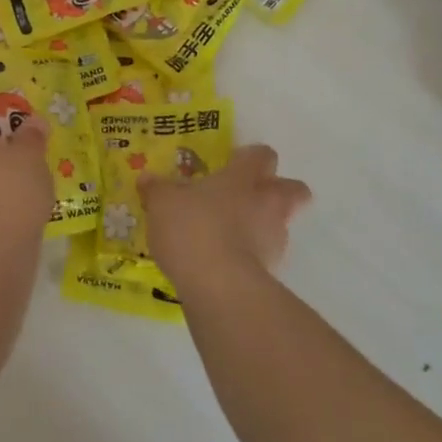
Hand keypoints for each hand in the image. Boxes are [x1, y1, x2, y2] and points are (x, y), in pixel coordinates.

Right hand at [142, 144, 310, 280]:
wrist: (219, 286)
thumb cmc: (192, 229)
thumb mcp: (162, 204)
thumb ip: (157, 189)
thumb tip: (148, 178)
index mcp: (243, 178)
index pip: (261, 155)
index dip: (251, 157)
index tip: (233, 163)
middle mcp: (267, 203)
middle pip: (294, 189)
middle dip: (279, 190)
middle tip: (249, 198)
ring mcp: (275, 239)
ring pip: (281, 225)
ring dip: (264, 227)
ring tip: (230, 238)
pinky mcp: (273, 272)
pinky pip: (265, 257)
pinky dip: (252, 259)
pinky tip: (224, 265)